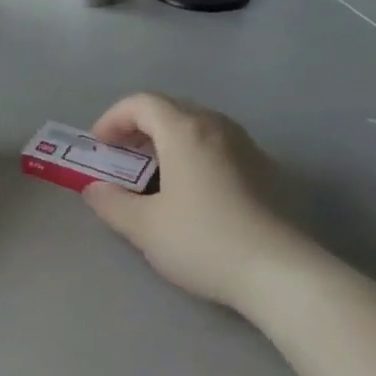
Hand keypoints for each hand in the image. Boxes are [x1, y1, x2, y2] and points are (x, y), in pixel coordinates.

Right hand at [82, 93, 314, 310]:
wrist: (281, 272)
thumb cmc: (204, 240)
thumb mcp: (145, 227)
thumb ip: (111, 203)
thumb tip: (93, 189)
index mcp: (184, 130)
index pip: (141, 103)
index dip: (114, 118)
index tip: (100, 146)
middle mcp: (217, 126)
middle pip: (171, 109)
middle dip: (139, 128)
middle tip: (123, 157)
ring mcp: (247, 146)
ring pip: (198, 126)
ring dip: (169, 140)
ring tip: (156, 173)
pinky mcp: (267, 169)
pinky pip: (220, 146)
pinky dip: (196, 154)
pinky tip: (195, 191)